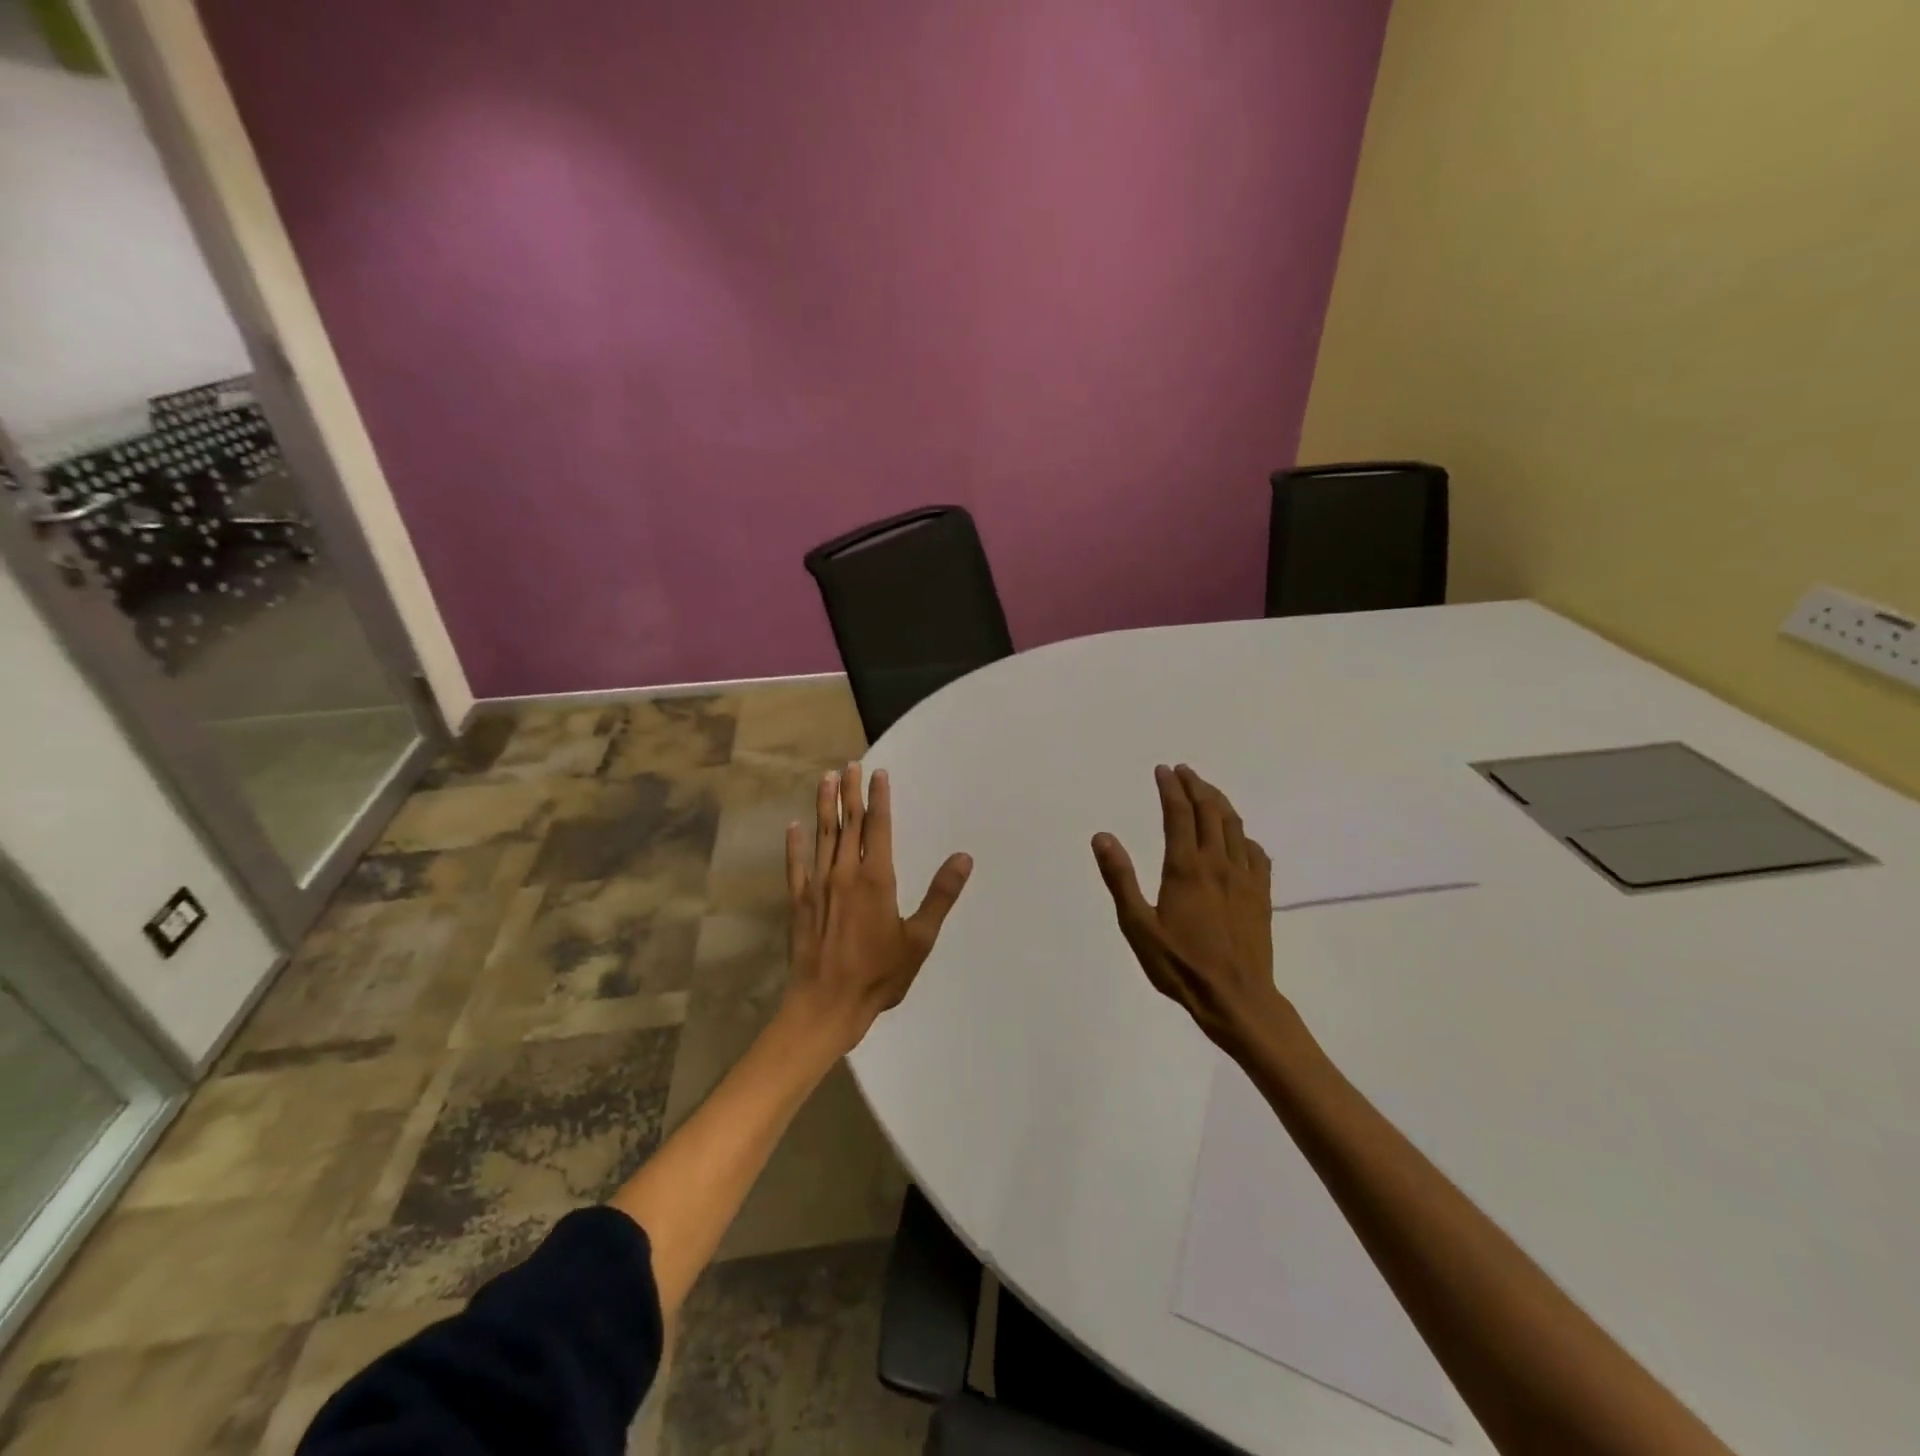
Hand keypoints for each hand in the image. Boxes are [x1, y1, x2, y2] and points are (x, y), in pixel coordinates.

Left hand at [784, 763, 972, 1051]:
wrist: (826, 1005)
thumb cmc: (879, 975)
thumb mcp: (919, 939)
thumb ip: (940, 896)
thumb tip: (963, 858)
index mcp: (876, 879)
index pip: (879, 827)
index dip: (879, 798)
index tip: (878, 772)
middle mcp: (844, 873)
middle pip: (848, 824)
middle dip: (850, 792)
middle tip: (849, 764)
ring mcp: (818, 886)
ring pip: (822, 836)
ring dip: (824, 806)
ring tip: (825, 779)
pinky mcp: (799, 902)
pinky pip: (796, 865)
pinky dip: (795, 844)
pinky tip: (793, 826)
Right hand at [1092, 764, 1291, 1057]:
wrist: (1237, 998)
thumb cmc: (1180, 965)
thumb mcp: (1138, 926)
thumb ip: (1120, 878)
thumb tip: (1103, 836)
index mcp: (1186, 867)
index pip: (1179, 813)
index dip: (1170, 788)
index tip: (1162, 770)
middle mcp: (1218, 863)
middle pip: (1210, 811)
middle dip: (1195, 786)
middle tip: (1183, 771)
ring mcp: (1244, 878)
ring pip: (1235, 826)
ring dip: (1219, 802)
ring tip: (1207, 791)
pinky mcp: (1261, 894)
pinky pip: (1256, 852)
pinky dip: (1243, 835)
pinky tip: (1238, 838)